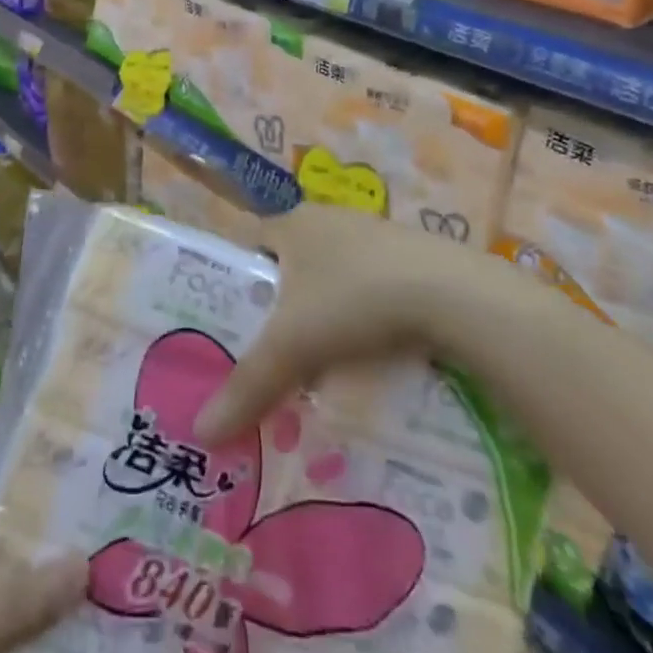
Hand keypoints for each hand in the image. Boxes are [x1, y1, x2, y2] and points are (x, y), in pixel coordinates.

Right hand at [194, 202, 457, 444]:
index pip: (253, 245)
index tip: (242, 327)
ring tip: (325, 363)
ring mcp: (376, 234)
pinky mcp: (413, 256)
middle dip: (286, 307)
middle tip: (280, 354)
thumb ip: (247, 387)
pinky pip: (374, 285)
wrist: (451, 295)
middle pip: (295, 265)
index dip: (243, 282)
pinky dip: (367, 314)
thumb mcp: (292, 347)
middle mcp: (331, 219)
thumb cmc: (353, 302)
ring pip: (336, 277)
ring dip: (329, 313)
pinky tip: (374, 350)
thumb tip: (200, 433)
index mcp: (294, 223)